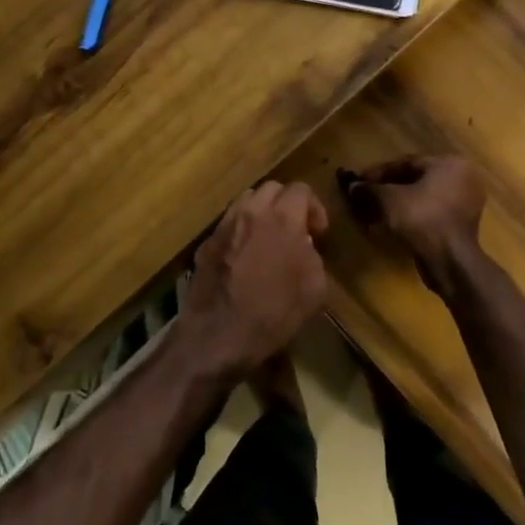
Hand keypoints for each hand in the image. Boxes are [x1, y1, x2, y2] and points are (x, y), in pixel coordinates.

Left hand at [179, 181, 328, 378]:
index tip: (318, 233)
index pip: (301, 189)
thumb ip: (313, 256)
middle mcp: (251, 212)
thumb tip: (304, 245)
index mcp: (282, 218)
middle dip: (287, 204)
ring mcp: (225, 224)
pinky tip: (244, 255)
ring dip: (262, 212)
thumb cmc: (273, 314)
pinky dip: (241, 229)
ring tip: (268, 238)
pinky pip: (229, 222)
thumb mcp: (314, 289)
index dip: (314, 208)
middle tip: (295, 231)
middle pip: (272, 188)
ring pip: (247, 200)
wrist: (218, 335)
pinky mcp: (206, 241)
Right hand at [342, 155, 485, 272]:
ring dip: (396, 204)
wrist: (450, 260)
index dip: (378, 173)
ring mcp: (465, 202)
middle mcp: (462, 178)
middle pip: (414, 180)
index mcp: (449, 163)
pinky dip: (410, 215)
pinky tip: (390, 224)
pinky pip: (430, 212)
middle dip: (386, 189)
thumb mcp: (389, 199)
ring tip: (373, 212)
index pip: (406, 163)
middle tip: (364, 197)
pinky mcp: (461, 224)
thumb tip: (351, 186)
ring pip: (422, 197)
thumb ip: (369, 189)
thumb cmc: (422, 218)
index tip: (358, 181)